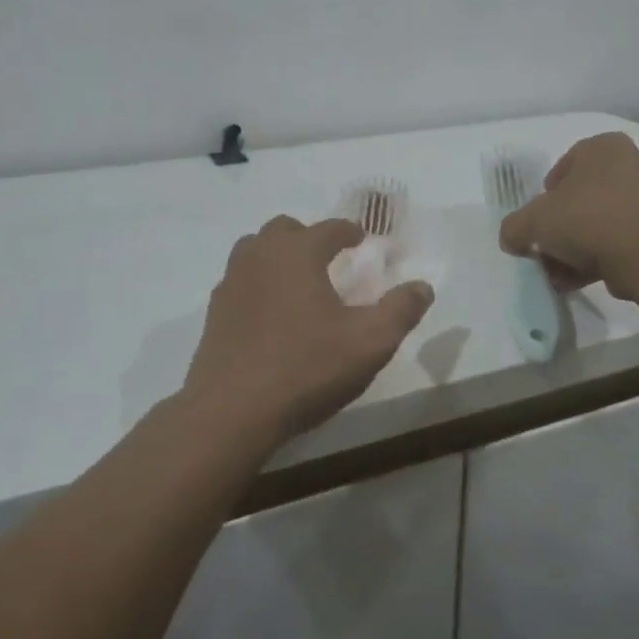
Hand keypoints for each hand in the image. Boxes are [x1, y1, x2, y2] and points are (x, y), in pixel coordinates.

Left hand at [183, 216, 435, 443]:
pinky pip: (240, 281)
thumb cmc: (306, 367)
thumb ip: (400, 310)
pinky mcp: (215, 312)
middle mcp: (261, 256)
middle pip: (285, 230)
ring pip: (254, 250)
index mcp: (298, 252)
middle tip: (328, 258)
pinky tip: (270, 313)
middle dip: (309, 237)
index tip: (360, 239)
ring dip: (278, 255)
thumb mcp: (370, 342)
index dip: (349, 231)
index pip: (329, 228)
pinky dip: (258, 284)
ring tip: (297, 281)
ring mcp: (232, 282)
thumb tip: (423, 287)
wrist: (232, 410)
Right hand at [497, 133, 638, 299]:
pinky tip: (581, 280)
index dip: (547, 193)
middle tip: (549, 247)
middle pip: (587, 196)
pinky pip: (625, 241)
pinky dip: (603, 258)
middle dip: (565, 225)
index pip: (567, 164)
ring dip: (581, 247)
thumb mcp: (532, 221)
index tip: (539, 217)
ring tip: (561, 273)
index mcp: (606, 147)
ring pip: (606, 221)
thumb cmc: (586, 219)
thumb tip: (512, 239)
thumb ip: (514, 227)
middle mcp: (635, 165)